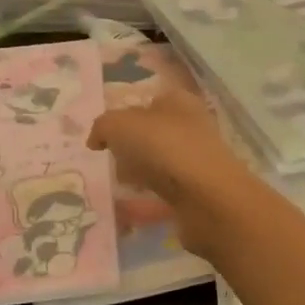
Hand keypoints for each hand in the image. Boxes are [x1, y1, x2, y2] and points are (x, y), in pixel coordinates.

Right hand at [87, 89, 256, 257]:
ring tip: (124, 183)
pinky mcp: (199, 189)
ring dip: (140, 171)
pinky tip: (138, 203)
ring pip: (160, 160)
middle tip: (113, 160)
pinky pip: (167, 188)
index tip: (105, 138)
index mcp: (179, 100)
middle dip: (130, 146)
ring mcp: (198, 158)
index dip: (124, 117)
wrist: (207, 198)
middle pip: (152, 132)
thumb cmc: (164, 148)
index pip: (147, 101)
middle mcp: (192, 125)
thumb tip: (96, 139)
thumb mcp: (120, 125)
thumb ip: (103, 127)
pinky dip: (152, 194)